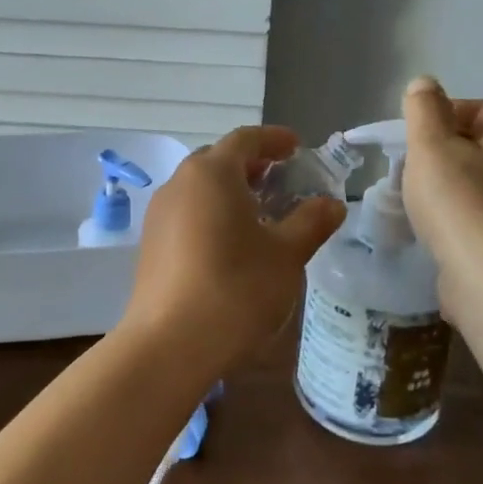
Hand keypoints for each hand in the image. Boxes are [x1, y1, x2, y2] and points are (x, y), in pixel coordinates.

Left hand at [122, 126, 344, 377]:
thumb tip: (331, 204)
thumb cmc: (235, 288)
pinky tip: (230, 242)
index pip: (245, 139)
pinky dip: (212, 212)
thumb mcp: (286, 255)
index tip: (296, 146)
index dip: (274, 139)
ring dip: (230, 189)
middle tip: (281, 178)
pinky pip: (187, 212)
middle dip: (252, 164)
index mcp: (212, 172)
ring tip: (260, 212)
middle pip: (218, 159)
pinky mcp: (151, 244)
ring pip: (199, 187)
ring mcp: (160, 214)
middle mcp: (180, 183)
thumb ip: (311, 222)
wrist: (169, 344)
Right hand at [400, 76, 482, 326]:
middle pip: (482, 147)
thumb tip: (425, 84)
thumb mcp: (431, 145)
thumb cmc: (460, 203)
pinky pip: (480, 218)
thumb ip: (424, 109)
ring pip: (480, 184)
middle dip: (444, 150)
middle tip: (410, 162)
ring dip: (447, 185)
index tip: (415, 130)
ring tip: (414, 198)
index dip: (448, 110)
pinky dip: (456, 217)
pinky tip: (431, 230)